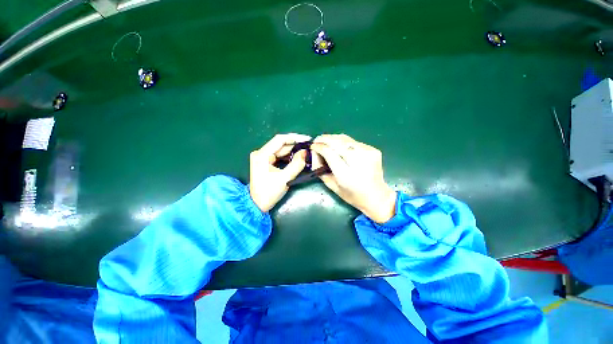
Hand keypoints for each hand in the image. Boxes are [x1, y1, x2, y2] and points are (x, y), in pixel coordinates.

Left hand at [250, 133, 310, 211]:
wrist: (257, 204)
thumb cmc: (269, 193)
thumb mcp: (284, 179)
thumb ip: (296, 164)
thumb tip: (305, 152)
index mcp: (262, 155)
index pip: (280, 139)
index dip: (295, 138)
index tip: (307, 139)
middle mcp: (261, 153)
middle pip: (281, 145)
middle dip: (295, 145)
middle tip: (309, 147)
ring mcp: (262, 157)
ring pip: (281, 150)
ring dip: (293, 151)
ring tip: (306, 152)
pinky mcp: (265, 162)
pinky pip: (279, 155)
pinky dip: (289, 156)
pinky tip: (298, 157)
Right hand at [311, 134, 396, 222]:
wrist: (377, 196)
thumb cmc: (352, 195)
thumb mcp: (332, 186)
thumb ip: (320, 170)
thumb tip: (315, 154)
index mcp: (346, 174)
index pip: (329, 153)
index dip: (319, 146)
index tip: (312, 145)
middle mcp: (358, 161)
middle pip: (337, 142)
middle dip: (324, 138)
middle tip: (316, 139)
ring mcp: (368, 153)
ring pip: (345, 139)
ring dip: (333, 138)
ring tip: (325, 140)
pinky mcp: (373, 150)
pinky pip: (353, 142)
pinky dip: (343, 142)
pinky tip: (339, 146)